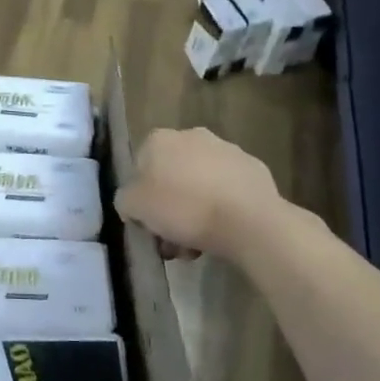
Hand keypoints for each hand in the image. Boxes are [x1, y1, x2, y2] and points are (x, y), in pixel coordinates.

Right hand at [115, 127, 288, 259]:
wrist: (249, 220)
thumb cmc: (184, 208)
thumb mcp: (135, 208)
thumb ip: (125, 200)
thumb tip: (131, 202)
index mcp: (160, 140)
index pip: (140, 167)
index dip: (141, 197)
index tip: (149, 223)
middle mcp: (192, 136)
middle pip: (172, 175)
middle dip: (170, 205)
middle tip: (173, 238)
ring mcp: (227, 150)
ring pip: (201, 183)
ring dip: (196, 209)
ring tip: (199, 244)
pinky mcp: (254, 169)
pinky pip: (229, 190)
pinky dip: (224, 207)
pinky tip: (225, 232)